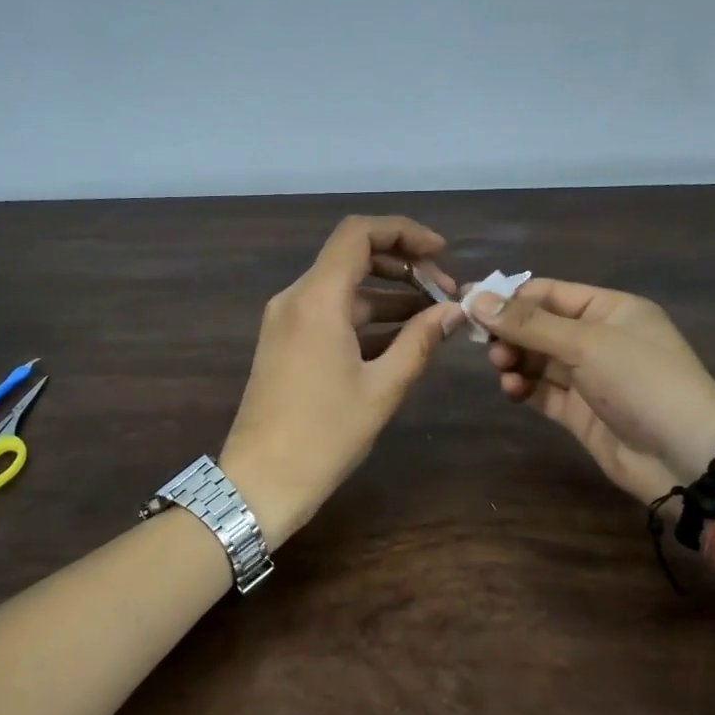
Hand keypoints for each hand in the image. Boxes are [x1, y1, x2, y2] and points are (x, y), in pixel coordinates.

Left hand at [219, 216, 464, 545]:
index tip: (441, 253)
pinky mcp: (286, 341)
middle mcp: (297, 297)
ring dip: (389, 294)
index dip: (404, 232)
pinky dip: (367, 317)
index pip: (359, 233)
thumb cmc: (324, 435)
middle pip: (353, 256)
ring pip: (344, 287)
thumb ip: (421, 340)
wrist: (260, 482)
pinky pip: (331, 312)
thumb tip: (455, 311)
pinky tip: (403, 338)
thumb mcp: (383, 387)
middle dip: (404, 267)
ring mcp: (287, 319)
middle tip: (445, 294)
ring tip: (435, 318)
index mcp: (317, 298)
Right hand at [473, 280, 714, 504]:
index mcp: (610, 309)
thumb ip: (529, 324)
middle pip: (540, 327)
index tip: (471, 305)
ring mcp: (590, 378)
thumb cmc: (642, 381)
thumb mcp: (586, 343)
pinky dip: (525, 388)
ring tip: (504, 369)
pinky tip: (513, 390)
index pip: (550, 293)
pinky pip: (543, 391)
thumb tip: (477, 299)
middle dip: (511, 333)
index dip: (510, 298)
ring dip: (516, 361)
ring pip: (538, 360)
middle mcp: (599, 339)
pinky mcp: (581, 412)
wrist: (686, 457)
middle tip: (489, 347)